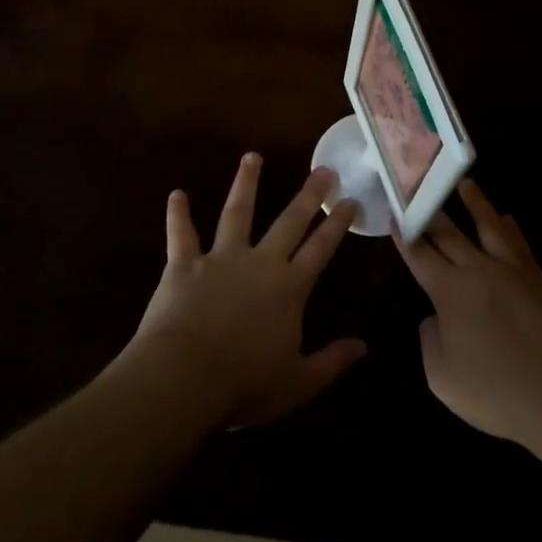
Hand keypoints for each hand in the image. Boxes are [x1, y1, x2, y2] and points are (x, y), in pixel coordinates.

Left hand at [126, 154, 366, 426]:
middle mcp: (260, 263)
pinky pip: (182, 235)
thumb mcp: (298, 382)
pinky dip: (178, 215)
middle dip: (309, 195)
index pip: (321, 248)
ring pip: (237, 213)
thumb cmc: (245, 384)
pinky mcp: (184, 265)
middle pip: (289, 222)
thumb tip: (364, 347)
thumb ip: (331, 362)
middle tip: (323, 169)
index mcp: (290, 288)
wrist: (185, 378)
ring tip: (252, 157)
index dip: (337, 224)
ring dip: (246, 184)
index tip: (350, 199)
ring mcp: (221, 259)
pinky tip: (177, 194)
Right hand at [397, 181, 541, 449]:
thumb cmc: (497, 391)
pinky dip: (509, 227)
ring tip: (464, 183)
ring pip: (488, 226)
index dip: (404, 235)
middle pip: (449, 233)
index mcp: (449, 291)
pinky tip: (507, 218)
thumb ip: (430, 341)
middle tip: (418, 186)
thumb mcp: (443, 378)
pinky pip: (519, 243)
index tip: (394, 213)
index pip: (420, 255)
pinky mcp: (539, 278)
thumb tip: (434, 318)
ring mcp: (512, 270)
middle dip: (430, 210)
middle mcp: (478, 270)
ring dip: (474, 203)